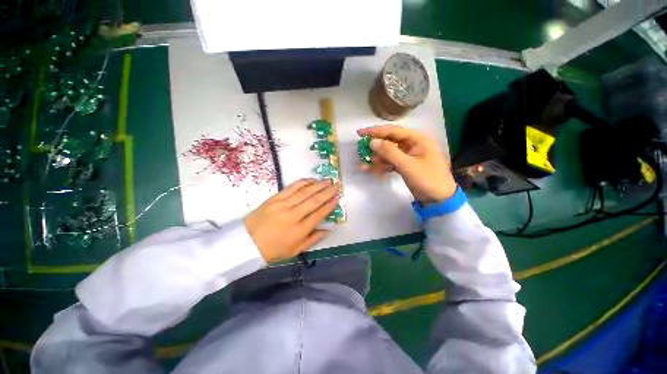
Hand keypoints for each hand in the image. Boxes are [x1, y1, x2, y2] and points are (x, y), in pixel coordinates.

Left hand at [244, 179, 339, 262]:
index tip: (337, 198)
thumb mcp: (295, 251)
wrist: (246, 243)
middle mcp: (293, 216)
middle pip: (313, 201)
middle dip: (327, 192)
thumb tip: (328, 229)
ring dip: (317, 185)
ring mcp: (282, 205)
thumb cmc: (272, 250)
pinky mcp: (274, 199)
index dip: (329, 205)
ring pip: (304, 192)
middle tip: (336, 185)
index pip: (318, 214)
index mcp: (299, 231)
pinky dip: (302, 182)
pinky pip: (291, 188)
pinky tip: (310, 180)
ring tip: (327, 181)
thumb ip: (313, 239)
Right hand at [358, 125, 455, 203]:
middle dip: (375, 146)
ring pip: (388, 153)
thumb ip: (389, 152)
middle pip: (389, 141)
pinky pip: (390, 163)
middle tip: (360, 149)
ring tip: (363, 165)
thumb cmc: (427, 179)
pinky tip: (371, 170)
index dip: (376, 131)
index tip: (360, 133)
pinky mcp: (404, 166)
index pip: (394, 131)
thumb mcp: (408, 165)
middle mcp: (412, 145)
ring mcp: (408, 156)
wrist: (439, 200)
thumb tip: (372, 141)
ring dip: (376, 159)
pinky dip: (381, 166)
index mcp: (418, 139)